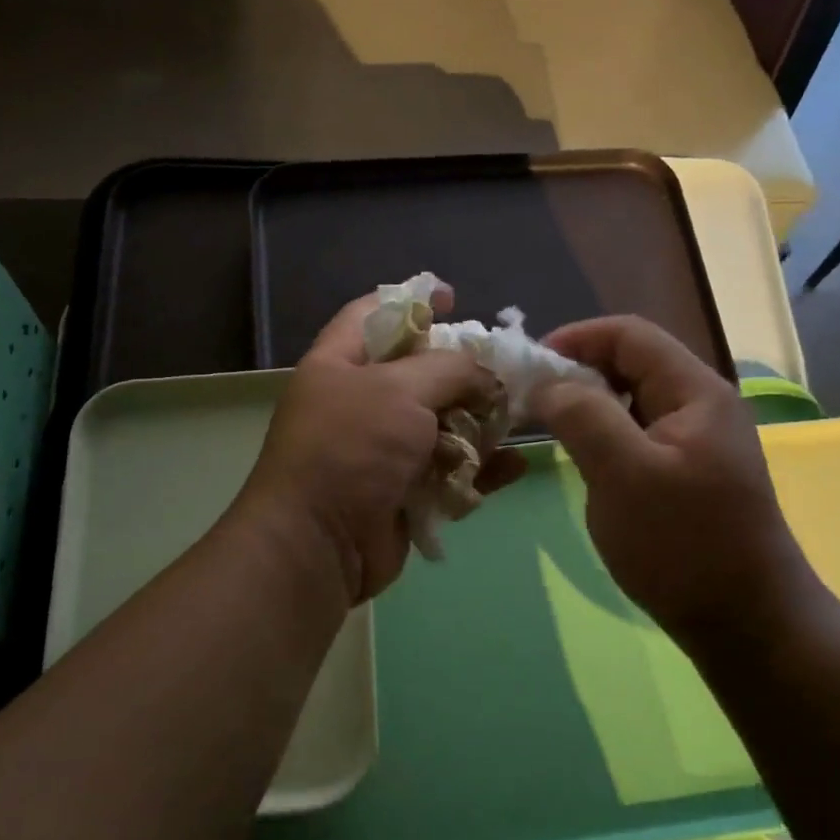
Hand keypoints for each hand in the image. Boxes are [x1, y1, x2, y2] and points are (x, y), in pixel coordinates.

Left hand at [238, 285, 519, 602]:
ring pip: (443, 424)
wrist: (321, 543)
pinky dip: (481, 469)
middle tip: (506, 368)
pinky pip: (451, 472)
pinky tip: (514, 465)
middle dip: (464, 370)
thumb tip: (487, 377)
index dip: (413, 299)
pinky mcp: (405, 491)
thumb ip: (450, 369)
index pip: (375, 314)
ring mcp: (383, 450)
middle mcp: (360, 402)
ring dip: (481, 422)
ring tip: (518, 416)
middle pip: (420, 372)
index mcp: (341, 363)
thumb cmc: (351, 448)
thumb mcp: (399, 390)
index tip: (454, 297)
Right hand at [531, 316, 820, 652]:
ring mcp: (698, 440)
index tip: (528, 367)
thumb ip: (583, 416)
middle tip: (530, 401)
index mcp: (695, 391)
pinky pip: (639, 435)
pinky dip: (605, 435)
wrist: (745, 622)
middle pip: (632, 363)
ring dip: (589, 405)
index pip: (629, 334)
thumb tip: (548, 384)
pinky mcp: (689, 472)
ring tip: (548, 428)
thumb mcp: (624, 474)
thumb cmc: (683, 545)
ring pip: (633, 401)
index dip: (575, 338)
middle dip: (578, 372)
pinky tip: (584, 460)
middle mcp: (701, 404)